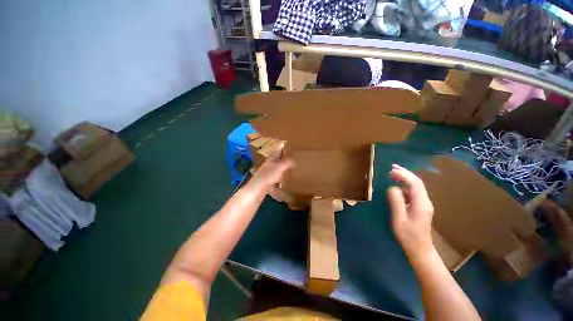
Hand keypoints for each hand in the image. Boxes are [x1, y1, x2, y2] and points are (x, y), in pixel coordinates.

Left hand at [248, 144, 293, 191]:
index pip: (277, 150)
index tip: (286, 142)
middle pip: (276, 158)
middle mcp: (268, 164)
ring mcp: (267, 172)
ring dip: (281, 165)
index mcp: (271, 159)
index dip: (282, 146)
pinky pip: (275, 174)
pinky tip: (283, 177)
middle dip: (282, 155)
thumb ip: (287, 163)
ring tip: (289, 164)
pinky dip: (280, 174)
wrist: (257, 189)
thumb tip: (294, 160)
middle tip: (290, 154)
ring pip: (275, 166)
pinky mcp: (267, 180)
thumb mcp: (279, 167)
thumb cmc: (268, 176)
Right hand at [387, 164, 433, 258]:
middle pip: (417, 183)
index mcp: (421, 203)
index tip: (391, 170)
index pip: (414, 183)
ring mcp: (424, 204)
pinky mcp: (421, 207)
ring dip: (405, 178)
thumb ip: (396, 201)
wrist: (420, 249)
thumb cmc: (408, 235)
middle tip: (392, 167)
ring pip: (416, 187)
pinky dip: (405, 186)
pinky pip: (413, 192)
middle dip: (405, 173)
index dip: (403, 175)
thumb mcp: (399, 218)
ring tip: (392, 174)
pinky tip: (397, 187)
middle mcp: (425, 201)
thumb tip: (392, 187)